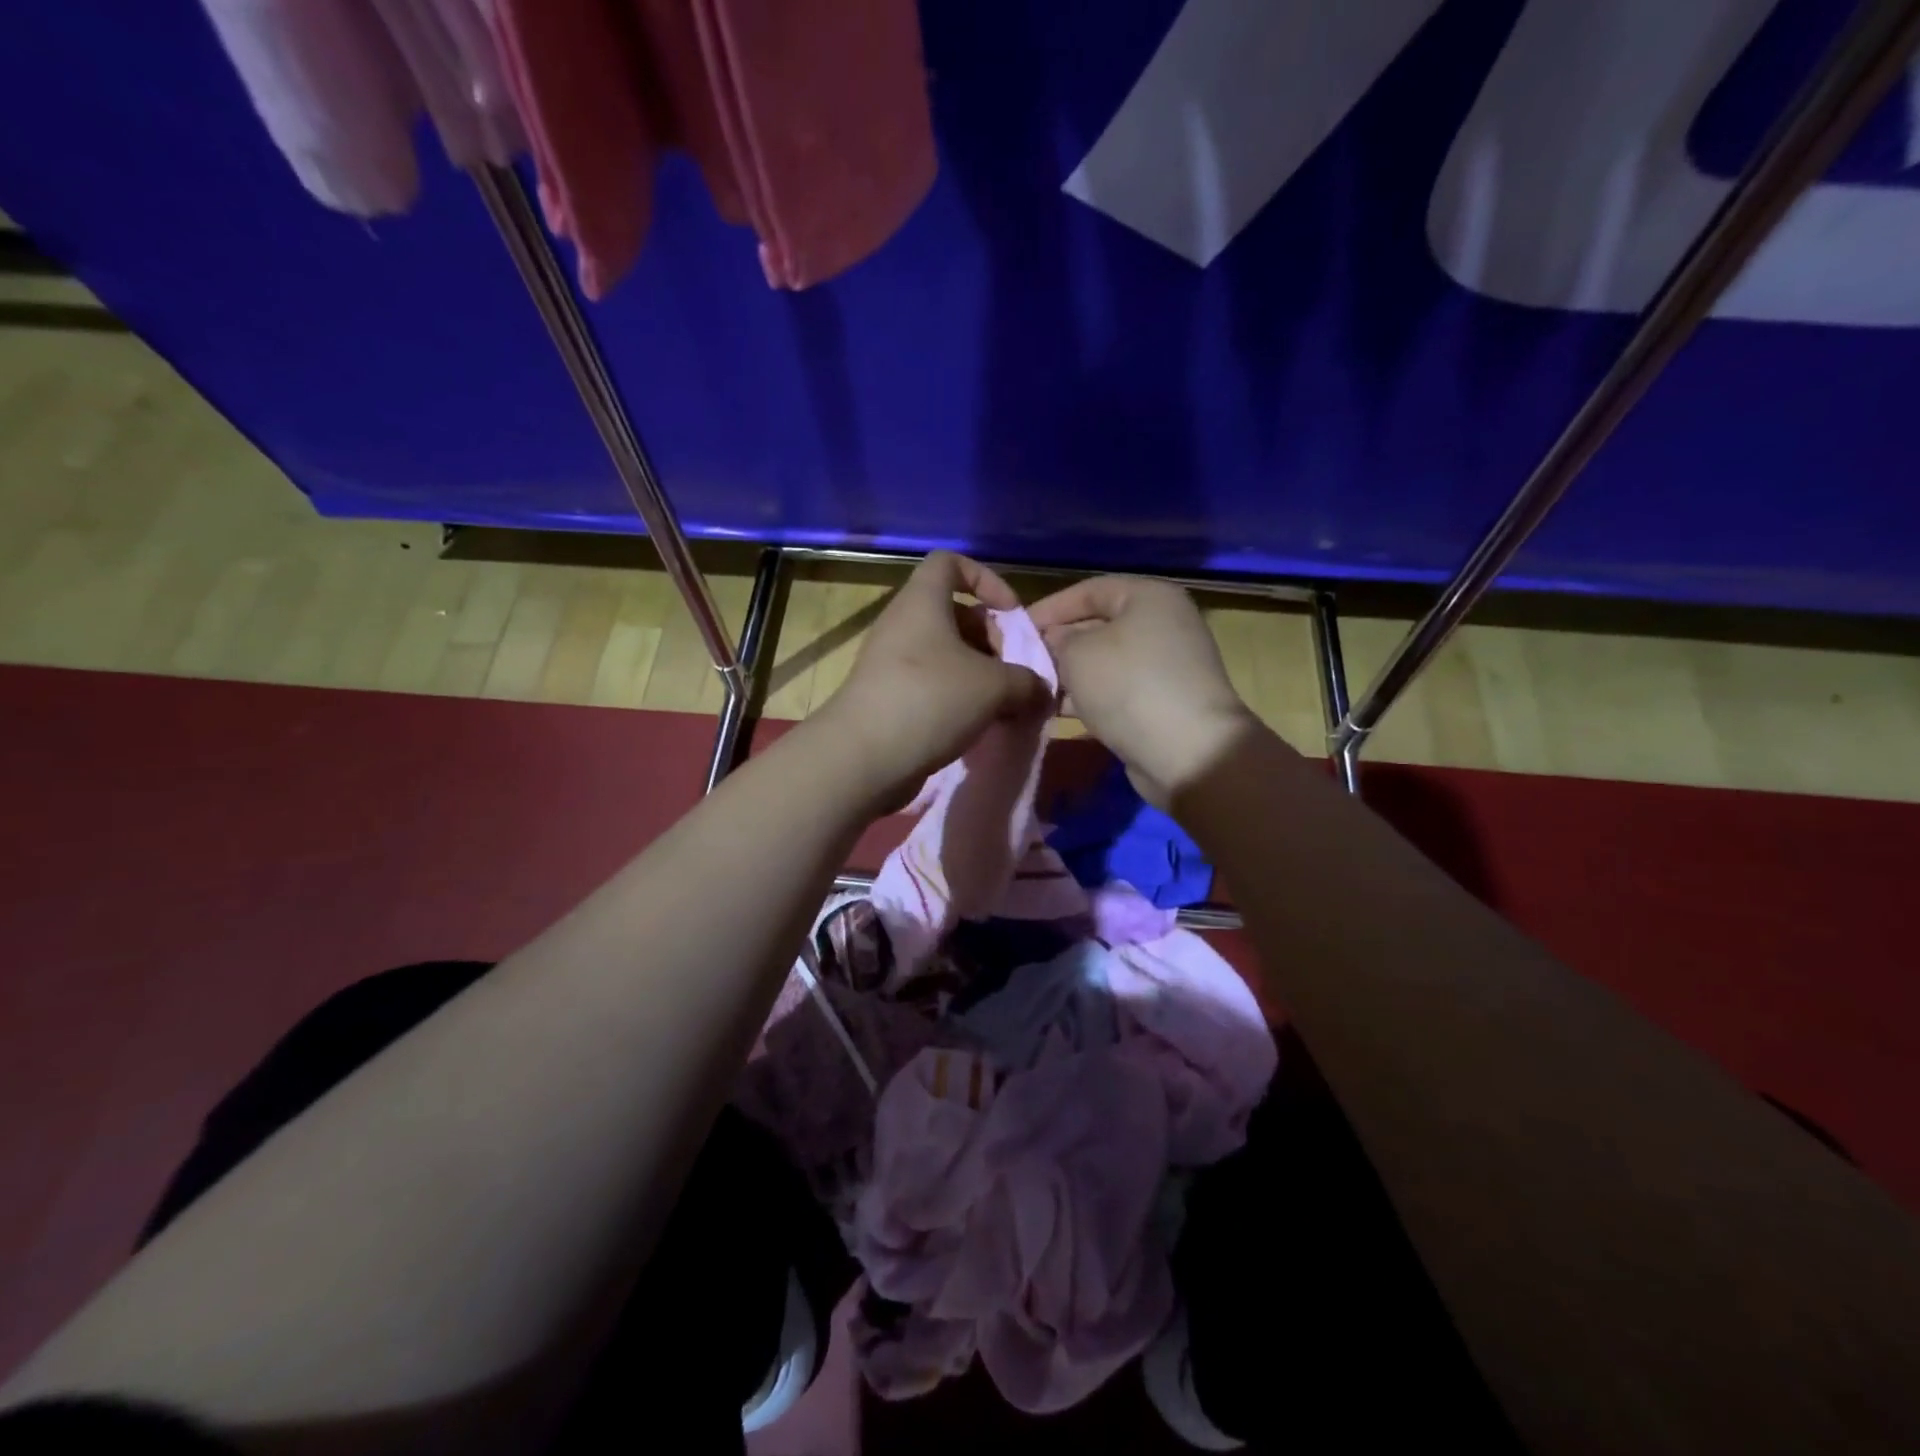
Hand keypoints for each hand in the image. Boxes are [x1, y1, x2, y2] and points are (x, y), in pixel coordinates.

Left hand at [815, 552, 1052, 811]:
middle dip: (991, 639)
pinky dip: (958, 699)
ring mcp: (892, 663)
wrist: (864, 757)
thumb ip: (1026, 680)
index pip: (950, 563)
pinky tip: (978, 726)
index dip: (986, 579)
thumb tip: (1039, 688)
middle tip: (1013, 672)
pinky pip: (932, 685)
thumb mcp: (994, 686)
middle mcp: (903, 625)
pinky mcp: (888, 698)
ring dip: (979, 675)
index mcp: (922, 602)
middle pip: (955, 615)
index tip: (1011, 613)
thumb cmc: (931, 699)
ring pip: (946, 655)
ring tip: (1003, 705)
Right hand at [1027, 576, 1258, 805]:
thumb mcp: (1078, 654)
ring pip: (1105, 663)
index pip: (1089, 590)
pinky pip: (1117, 691)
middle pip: (1098, 627)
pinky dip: (1089, 698)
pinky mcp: (1162, 702)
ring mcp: (1165, 666)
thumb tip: (1054, 641)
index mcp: (1149, 598)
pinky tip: (1058, 712)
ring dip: (1070, 676)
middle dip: (1058, 645)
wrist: (1188, 752)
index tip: (1015, 630)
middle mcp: (1162, 625)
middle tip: (1022, 663)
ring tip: (1034, 690)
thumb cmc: (1129, 686)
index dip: (1049, 608)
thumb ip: (1056, 640)